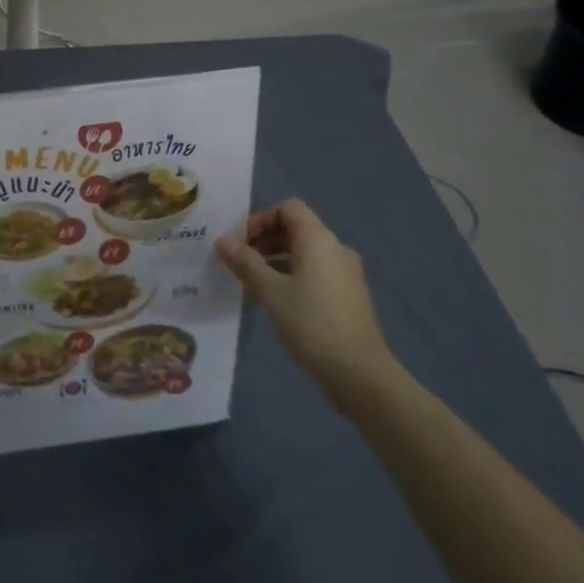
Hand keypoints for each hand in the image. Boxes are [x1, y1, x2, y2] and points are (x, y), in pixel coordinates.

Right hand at [217, 198, 400, 413]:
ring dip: (277, 260)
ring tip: (254, 284)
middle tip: (242, 263)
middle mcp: (336, 249)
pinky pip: (316, 272)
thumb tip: (222, 240)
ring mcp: (347, 274)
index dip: (261, 219)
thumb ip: (245, 262)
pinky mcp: (349, 297)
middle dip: (266, 240)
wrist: (361, 374)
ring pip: (306, 253)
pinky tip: (278, 302)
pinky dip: (294, 276)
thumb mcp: (270, 291)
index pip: (288, 208)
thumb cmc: (312, 323)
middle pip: (296, 228)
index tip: (242, 243)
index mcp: (318, 240)